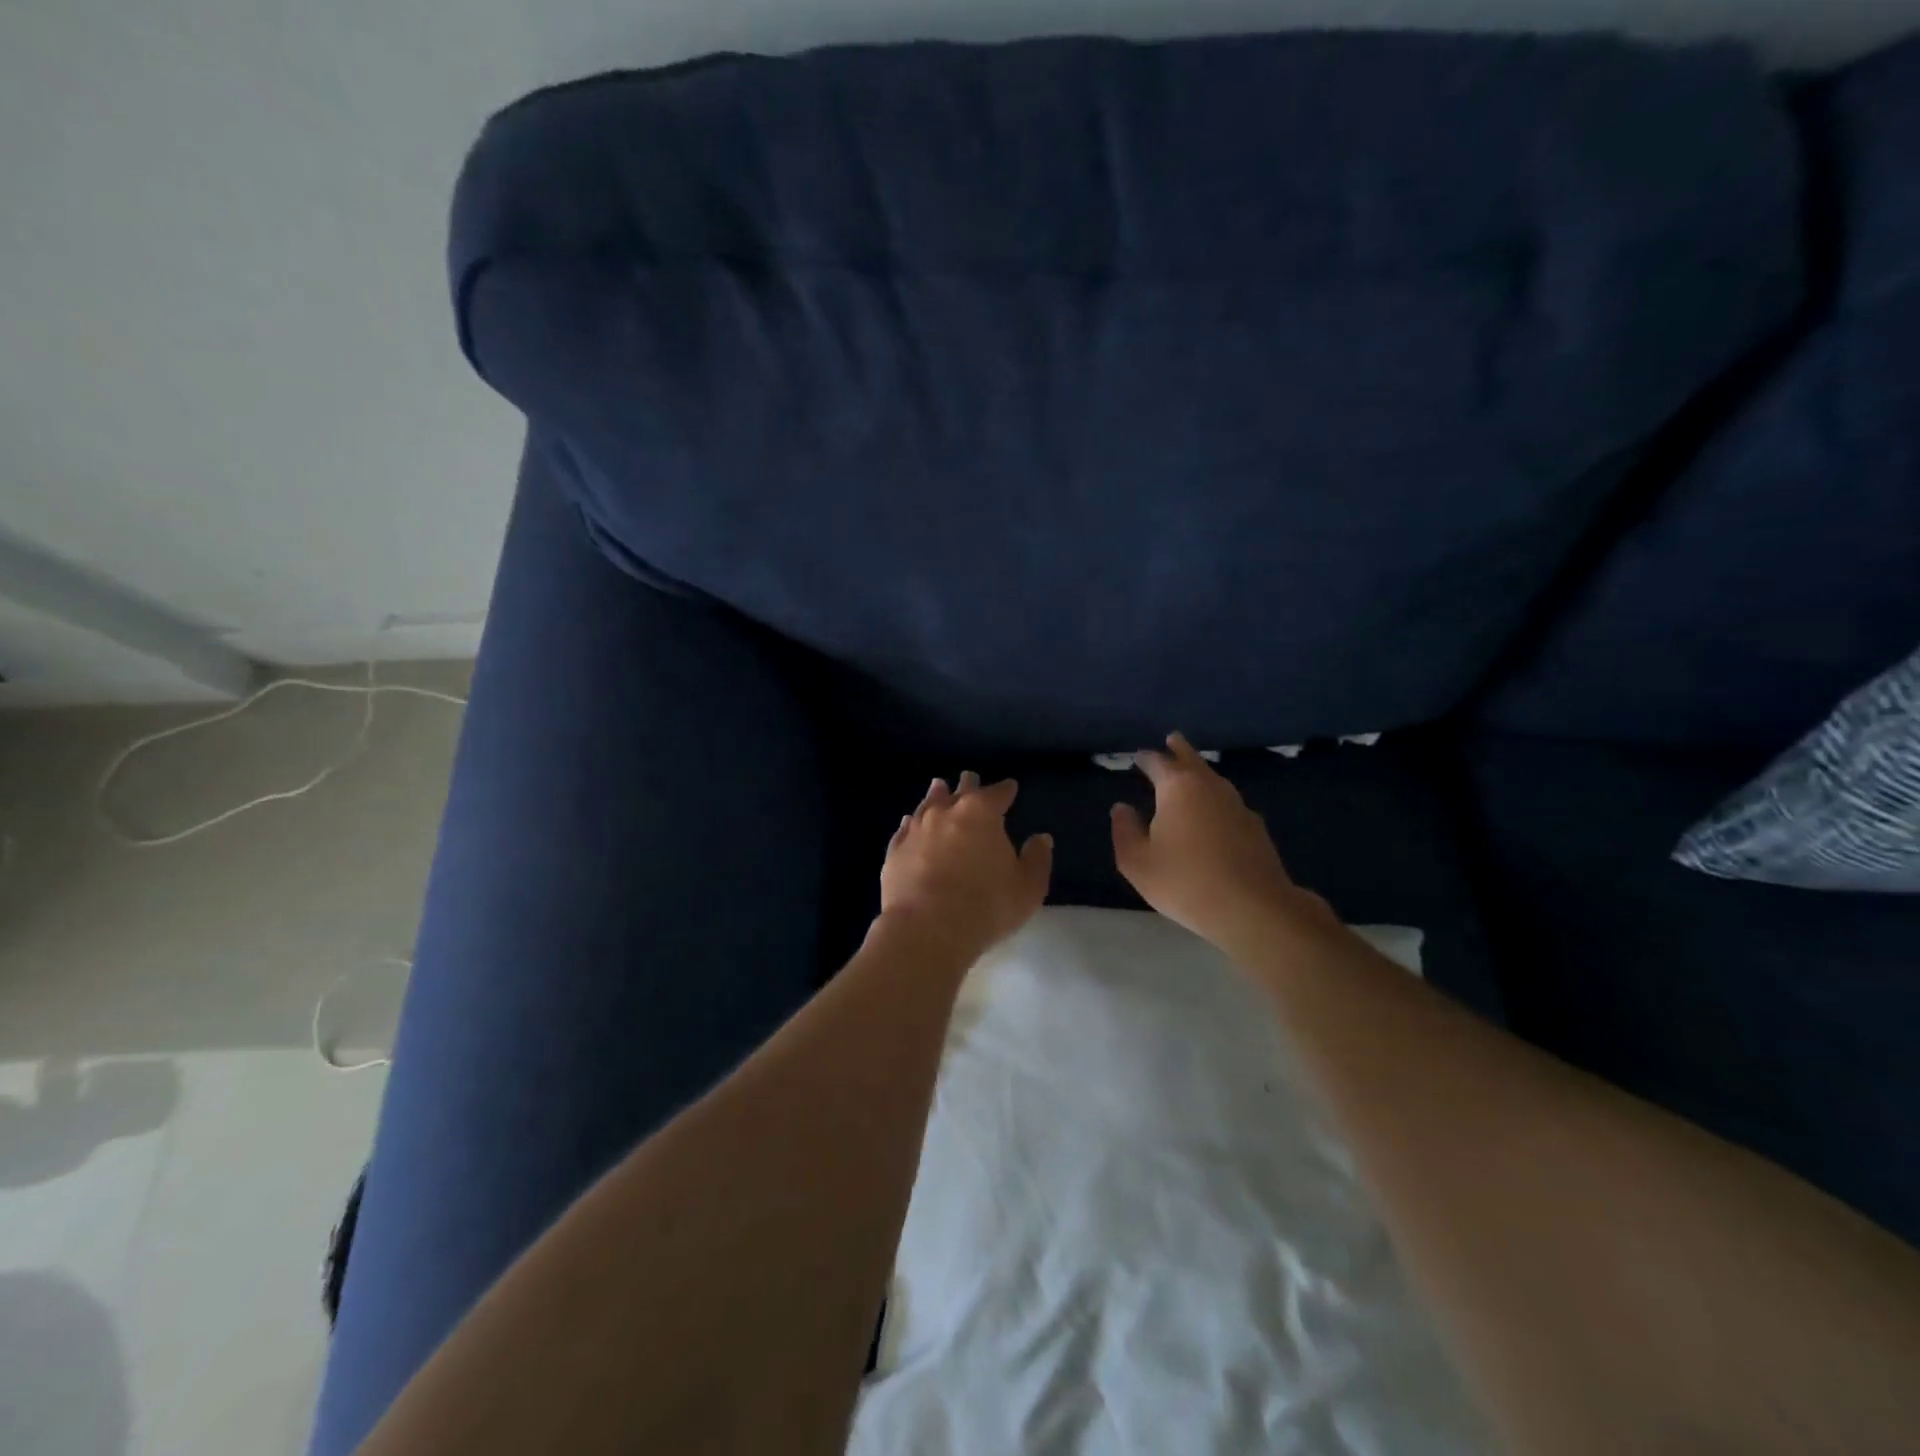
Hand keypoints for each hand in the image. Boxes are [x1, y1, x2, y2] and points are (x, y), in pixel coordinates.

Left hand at [880, 772, 1052, 962]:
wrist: (926, 929)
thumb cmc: (986, 907)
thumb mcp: (1027, 888)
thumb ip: (1037, 860)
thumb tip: (1041, 839)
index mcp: (981, 813)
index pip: (998, 793)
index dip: (1006, 790)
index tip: (1010, 787)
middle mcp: (946, 812)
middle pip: (960, 792)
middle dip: (968, 785)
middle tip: (969, 778)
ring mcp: (916, 830)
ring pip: (928, 804)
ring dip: (936, 796)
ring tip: (939, 787)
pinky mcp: (895, 851)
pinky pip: (905, 829)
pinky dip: (912, 823)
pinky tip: (910, 822)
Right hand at [1110, 733, 1336, 952]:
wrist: (1252, 908)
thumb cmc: (1185, 882)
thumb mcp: (1137, 862)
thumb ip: (1124, 831)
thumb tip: (1121, 808)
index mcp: (1177, 788)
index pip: (1158, 763)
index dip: (1146, 759)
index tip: (1138, 757)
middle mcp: (1210, 787)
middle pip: (1192, 760)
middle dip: (1180, 749)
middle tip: (1172, 739)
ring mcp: (1237, 805)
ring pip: (1214, 779)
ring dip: (1200, 772)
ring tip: (1191, 772)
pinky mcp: (1255, 827)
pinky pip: (1228, 802)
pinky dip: (1215, 798)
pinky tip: (1213, 812)